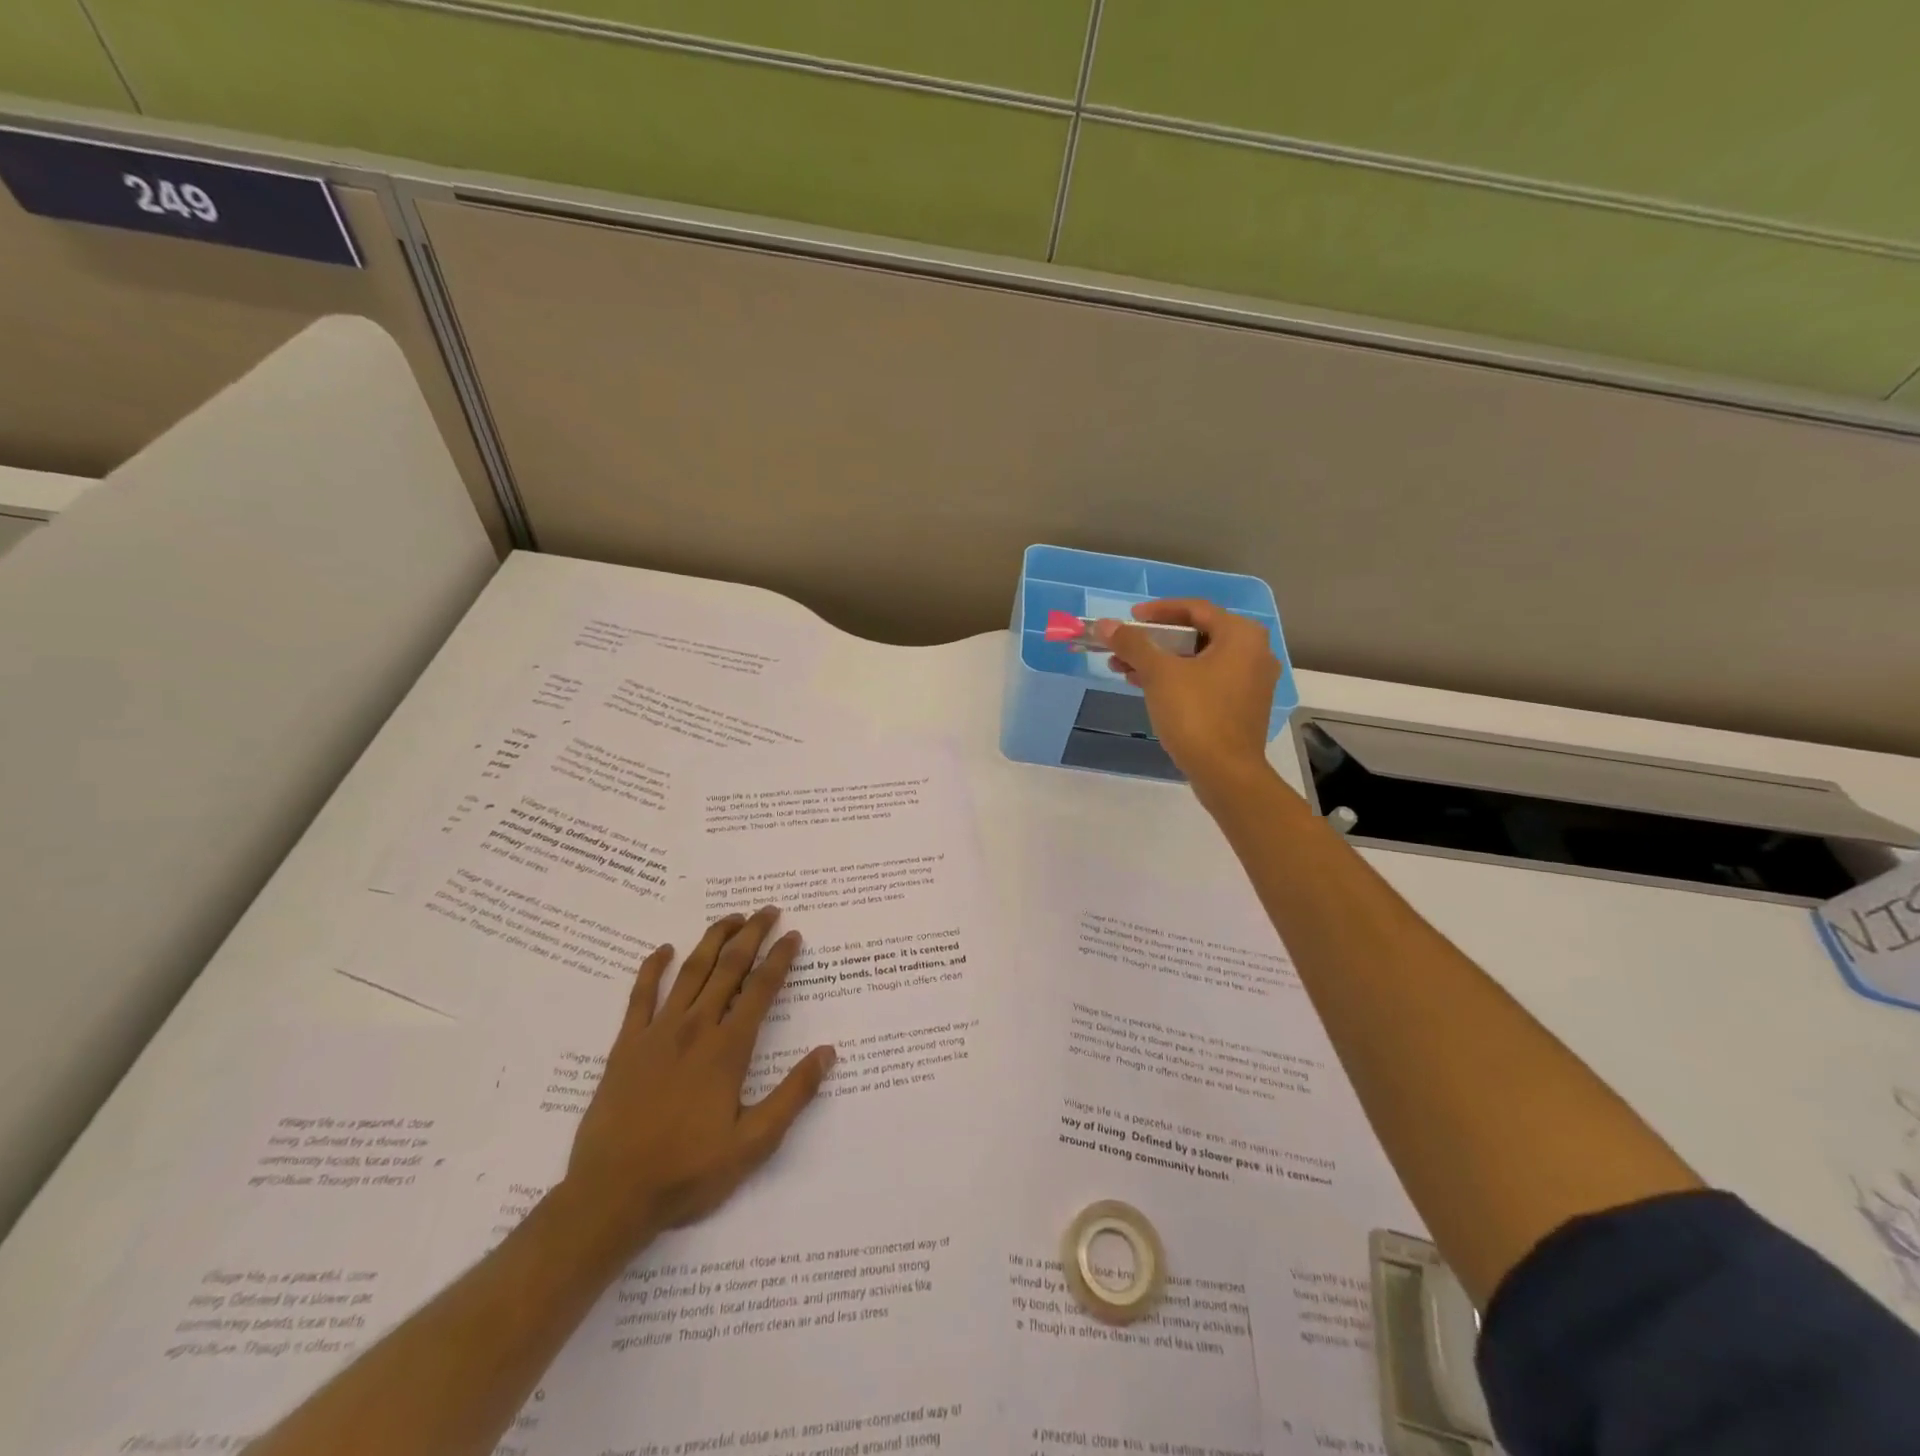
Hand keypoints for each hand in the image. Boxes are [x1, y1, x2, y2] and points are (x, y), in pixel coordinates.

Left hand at [554, 908, 834, 1262]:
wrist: (611, 1196)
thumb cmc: (688, 1172)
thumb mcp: (753, 1143)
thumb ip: (793, 1095)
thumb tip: (828, 1053)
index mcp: (728, 1049)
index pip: (761, 989)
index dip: (780, 958)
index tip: (793, 935)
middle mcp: (695, 1028)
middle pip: (728, 968)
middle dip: (751, 934)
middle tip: (768, 910)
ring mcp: (656, 1033)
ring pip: (690, 971)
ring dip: (712, 940)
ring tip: (731, 918)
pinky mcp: (625, 1046)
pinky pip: (639, 996)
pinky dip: (651, 969)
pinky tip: (662, 950)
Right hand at [1097, 599, 1279, 794]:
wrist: (1225, 773)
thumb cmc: (1196, 714)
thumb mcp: (1159, 674)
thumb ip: (1132, 644)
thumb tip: (1105, 624)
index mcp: (1241, 635)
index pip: (1195, 608)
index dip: (1158, 611)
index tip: (1129, 619)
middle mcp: (1253, 653)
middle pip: (1196, 634)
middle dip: (1154, 640)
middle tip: (1123, 646)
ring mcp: (1250, 682)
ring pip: (1198, 660)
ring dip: (1161, 661)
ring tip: (1124, 669)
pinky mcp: (1242, 707)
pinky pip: (1206, 681)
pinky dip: (1177, 680)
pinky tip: (1147, 688)